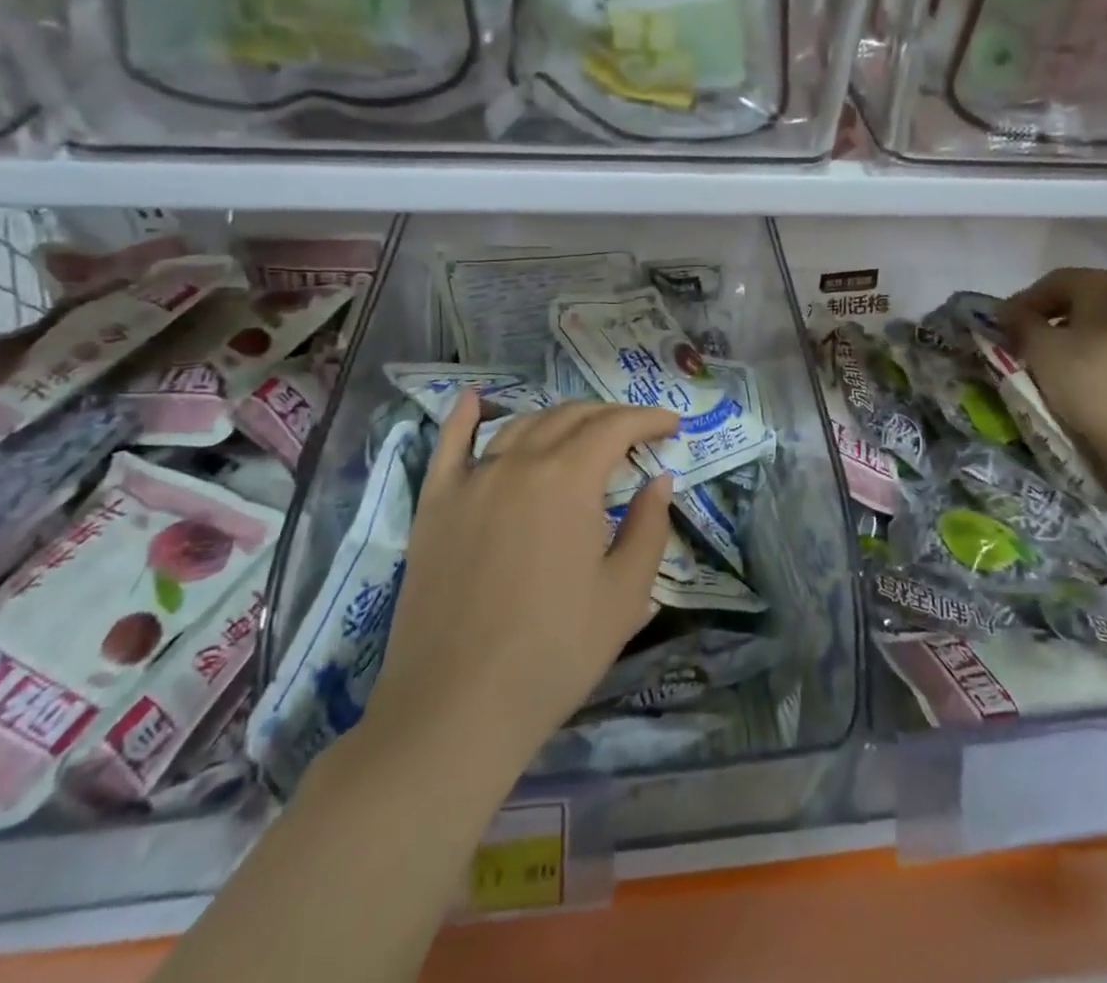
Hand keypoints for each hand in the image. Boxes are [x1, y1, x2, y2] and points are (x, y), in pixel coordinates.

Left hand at [353, 396, 678, 776]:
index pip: (615, 427)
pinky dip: (464, 417)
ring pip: (521, 426)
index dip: (648, 420)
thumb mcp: (625, 594)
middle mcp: (519, 463)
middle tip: (635, 434)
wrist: (455, 707)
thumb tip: (659, 481)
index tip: (671, 428)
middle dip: (609, 417)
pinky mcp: (435, 504)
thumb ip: (649, 527)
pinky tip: (473, 400)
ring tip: (581, 431)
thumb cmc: (554, 652)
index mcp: (569, 479)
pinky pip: (449, 446)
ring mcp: (471, 480)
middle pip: (570, 418)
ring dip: (558, 419)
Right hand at [1000, 268, 1106, 461]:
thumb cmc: (1092, 384)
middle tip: (1029, 339)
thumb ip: (1021, 323)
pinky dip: (1105, 344)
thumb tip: (1009, 311)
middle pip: (1085, 294)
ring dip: (1079, 330)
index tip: (1005, 327)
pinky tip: (1090, 368)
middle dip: (1053, 314)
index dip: (1025, 301)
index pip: (1056, 281)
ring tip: (1058, 356)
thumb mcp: (1042, 351)